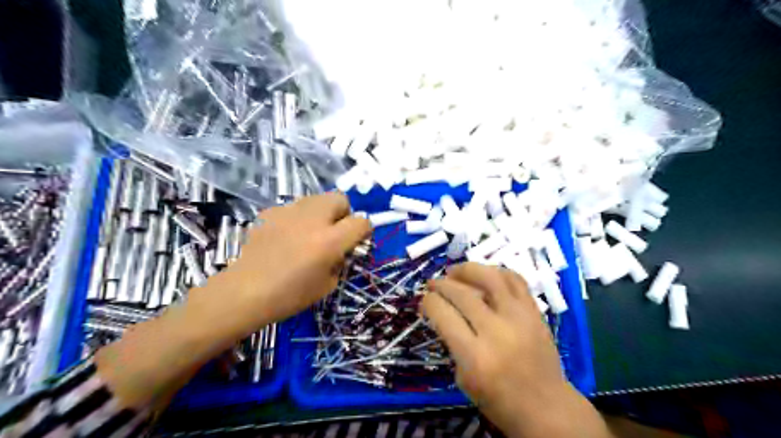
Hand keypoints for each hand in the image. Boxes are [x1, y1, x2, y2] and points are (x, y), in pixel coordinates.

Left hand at [213, 192, 372, 334]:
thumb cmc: (290, 295)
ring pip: (317, 198)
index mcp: (330, 241)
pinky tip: (286, 236)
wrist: (245, 292)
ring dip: (321, 212)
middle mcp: (313, 219)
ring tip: (310, 232)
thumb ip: (341, 261)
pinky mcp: (271, 212)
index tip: (357, 240)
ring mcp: (289, 212)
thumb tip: (343, 249)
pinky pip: (294, 208)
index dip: (364, 230)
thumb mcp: (328, 285)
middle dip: (343, 213)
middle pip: (340, 198)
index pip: (362, 221)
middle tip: (334, 231)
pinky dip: (297, 218)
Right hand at [421, 264, 609, 437]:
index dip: (428, 302)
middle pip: (462, 293)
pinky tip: (484, 275)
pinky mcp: (535, 312)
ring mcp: (519, 318)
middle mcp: (496, 331)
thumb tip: (442, 311)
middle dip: (441, 284)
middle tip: (433, 284)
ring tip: (455, 272)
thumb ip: (452, 342)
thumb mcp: (464, 379)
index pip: (443, 314)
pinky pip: (515, 280)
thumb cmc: (499, 401)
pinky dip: (496, 272)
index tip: (424, 300)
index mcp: (475, 356)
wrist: (547, 407)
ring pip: (490, 277)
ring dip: (467, 269)